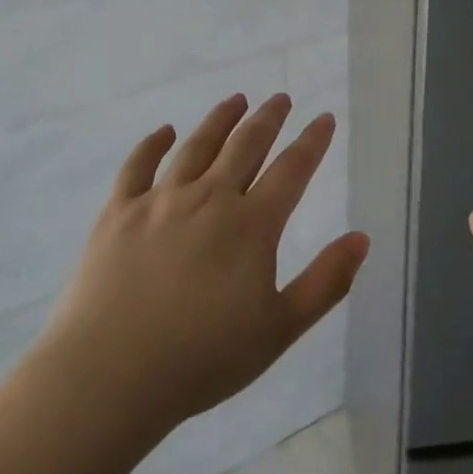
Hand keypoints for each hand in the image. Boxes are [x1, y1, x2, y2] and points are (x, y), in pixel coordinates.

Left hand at [42, 92, 369, 433]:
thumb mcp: (279, 329)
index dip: (312, 141)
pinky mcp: (118, 212)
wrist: (110, 375)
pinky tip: (164, 131)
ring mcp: (159, 201)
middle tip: (280, 98)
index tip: (324, 118)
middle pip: (245, 146)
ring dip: (220, 119)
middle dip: (268, 118)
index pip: (291, 170)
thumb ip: (325, 282)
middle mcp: (208, 199)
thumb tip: (362, 238)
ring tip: (236, 99)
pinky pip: (137, 165)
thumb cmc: (203, 359)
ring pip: (196, 146)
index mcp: (251, 225)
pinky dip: (153, 143)